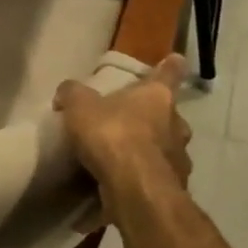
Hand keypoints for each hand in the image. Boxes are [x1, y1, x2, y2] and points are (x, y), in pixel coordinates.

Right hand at [53, 55, 193, 208]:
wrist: (135, 187)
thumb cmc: (112, 134)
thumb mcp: (79, 106)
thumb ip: (72, 94)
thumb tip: (67, 92)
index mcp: (157, 96)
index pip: (169, 74)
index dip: (170, 66)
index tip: (175, 60)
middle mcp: (176, 124)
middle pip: (169, 115)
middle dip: (155, 118)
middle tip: (132, 122)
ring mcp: (180, 158)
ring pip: (167, 147)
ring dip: (152, 150)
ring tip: (126, 157)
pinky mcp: (175, 187)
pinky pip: (158, 176)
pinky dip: (145, 176)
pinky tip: (126, 182)